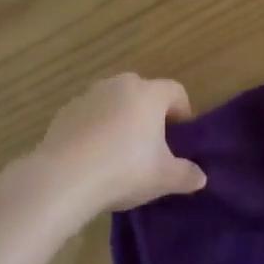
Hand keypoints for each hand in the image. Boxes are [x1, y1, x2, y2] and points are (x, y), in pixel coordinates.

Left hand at [11, 74, 206, 223]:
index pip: (176, 91)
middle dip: (150, 113)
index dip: (182, 111)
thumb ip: (186, 175)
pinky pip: (90, 114)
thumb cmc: (124, 170)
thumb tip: (200, 177)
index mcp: (149, 94)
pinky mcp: (66, 110)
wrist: (63, 178)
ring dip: (121, 118)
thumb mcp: (164, 178)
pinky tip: (92, 155)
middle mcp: (120, 85)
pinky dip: (96, 127)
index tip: (180, 136)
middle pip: (143, 92)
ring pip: (114, 101)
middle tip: (151, 144)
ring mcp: (89, 95)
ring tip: (119, 151)